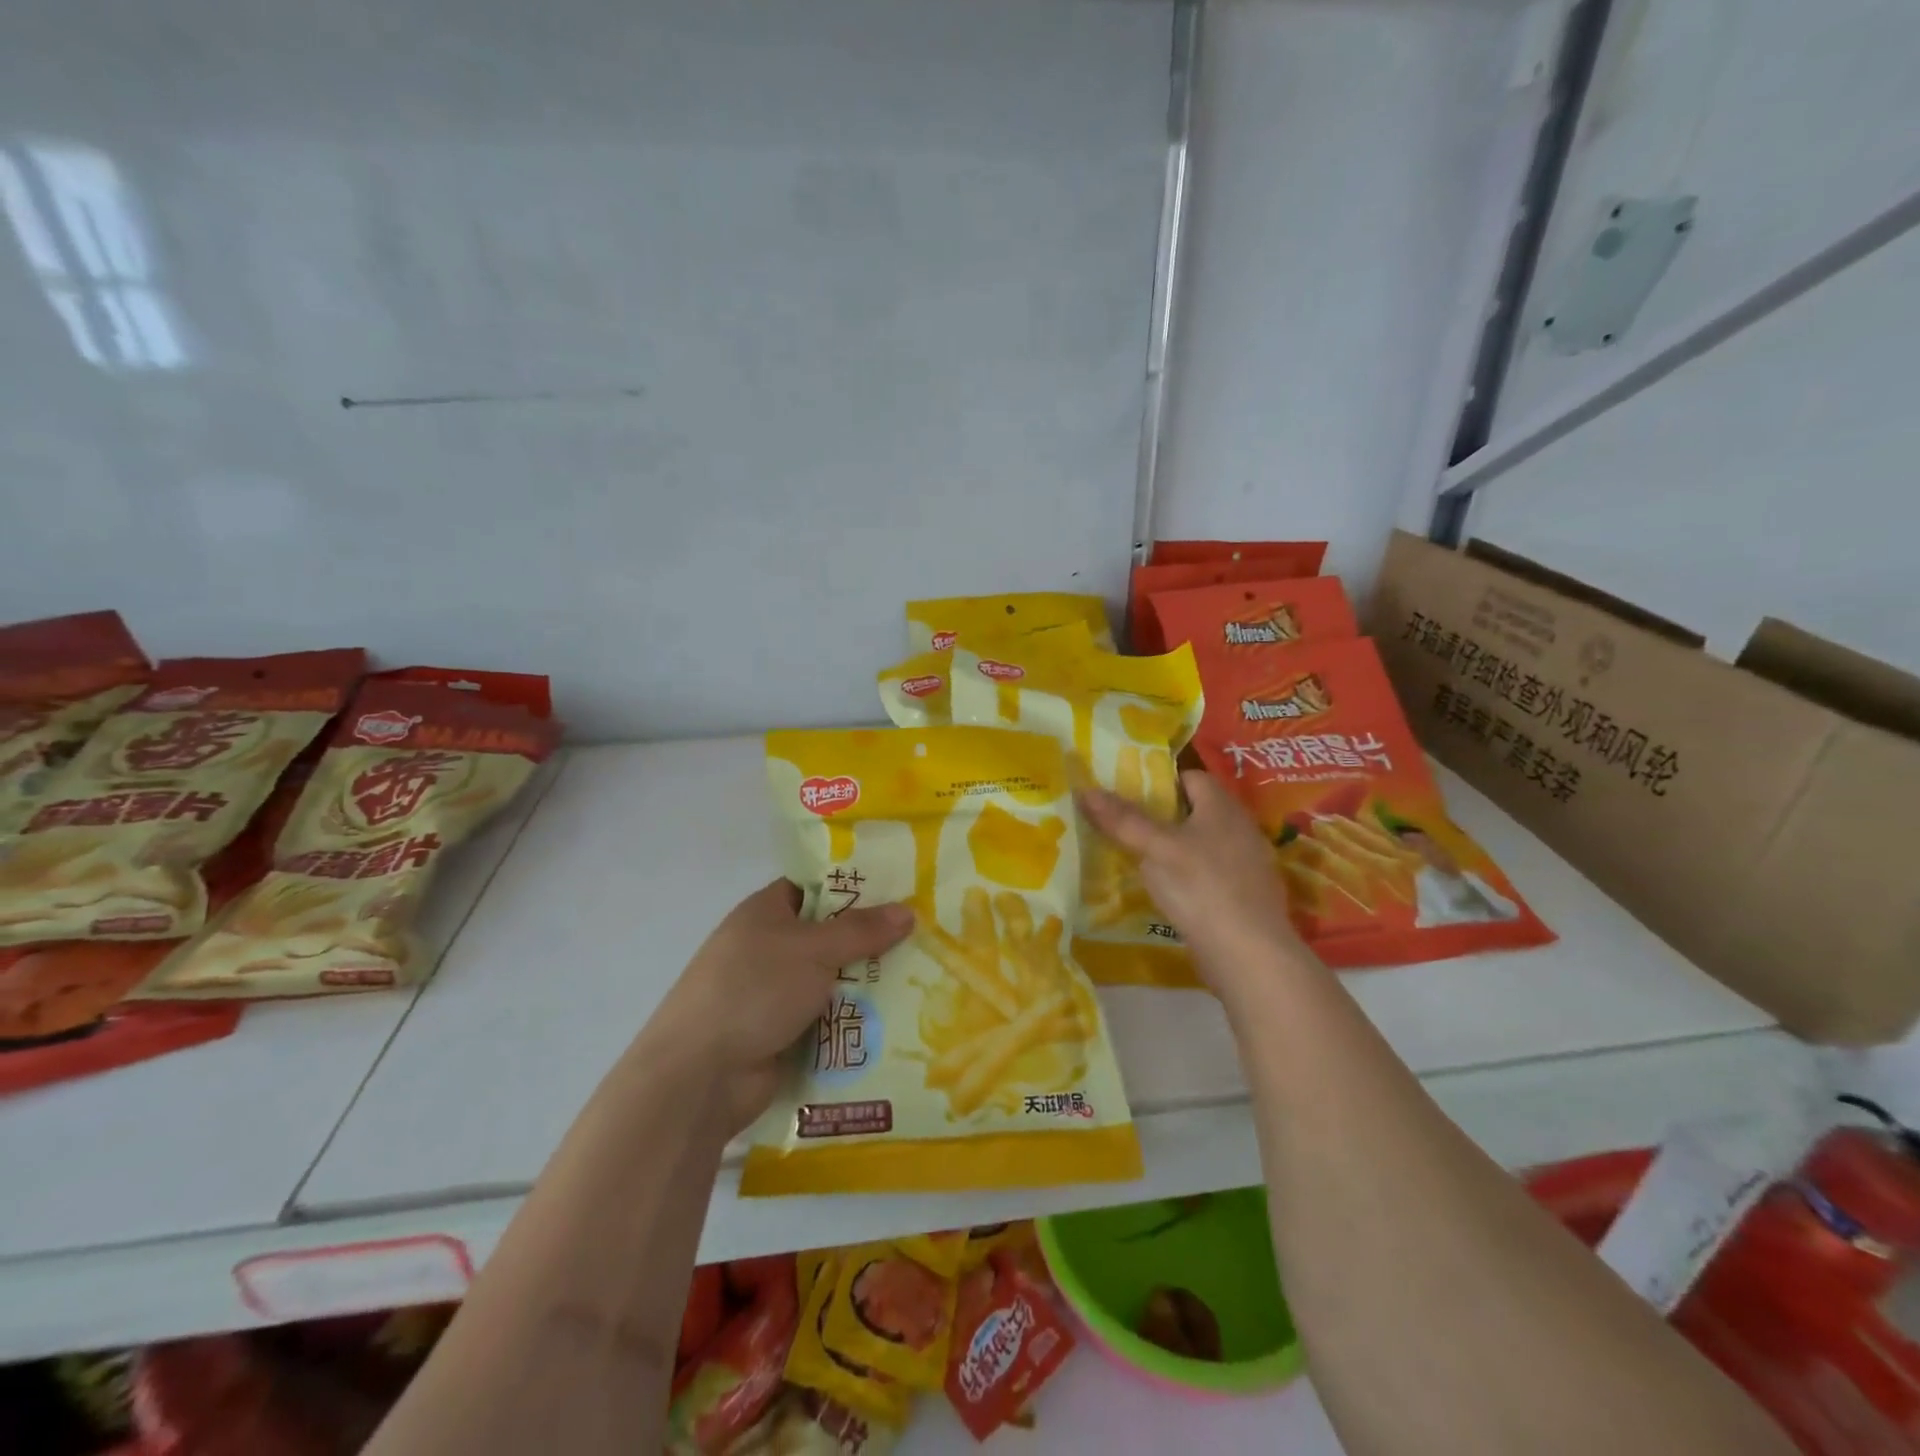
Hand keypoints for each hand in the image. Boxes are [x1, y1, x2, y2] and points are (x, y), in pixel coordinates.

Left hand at [644, 880, 913, 1131]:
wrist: (700, 1075)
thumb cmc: (754, 989)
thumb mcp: (813, 949)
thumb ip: (861, 930)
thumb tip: (908, 910)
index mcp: (766, 912)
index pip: (814, 888)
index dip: (854, 887)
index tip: (899, 891)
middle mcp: (768, 948)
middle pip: (829, 936)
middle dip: (871, 941)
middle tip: (922, 938)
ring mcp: (774, 994)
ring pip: (832, 981)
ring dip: (867, 985)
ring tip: (922, 980)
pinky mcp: (782, 1035)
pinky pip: (828, 1019)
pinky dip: (854, 1021)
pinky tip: (898, 1020)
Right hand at [1078, 770, 1317, 1004]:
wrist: (1249, 954)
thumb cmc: (1201, 886)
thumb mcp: (1154, 849)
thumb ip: (1122, 819)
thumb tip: (1086, 790)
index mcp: (1223, 806)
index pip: (1191, 777)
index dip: (1160, 781)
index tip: (1129, 794)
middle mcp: (1240, 828)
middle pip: (1196, 811)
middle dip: (1163, 817)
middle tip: (1126, 826)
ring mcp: (1247, 864)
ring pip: (1203, 844)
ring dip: (1175, 849)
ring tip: (1139, 859)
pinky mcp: (1245, 896)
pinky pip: (1211, 874)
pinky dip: (1189, 877)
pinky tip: (1168, 893)